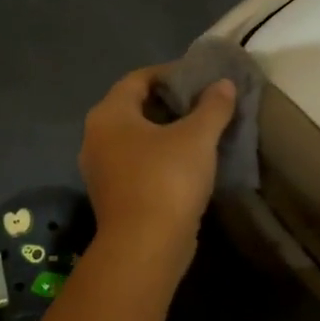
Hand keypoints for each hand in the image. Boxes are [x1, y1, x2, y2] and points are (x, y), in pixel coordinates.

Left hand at [80, 66, 234, 264]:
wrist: (145, 247)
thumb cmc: (167, 180)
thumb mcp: (197, 137)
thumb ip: (212, 106)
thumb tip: (223, 84)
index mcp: (109, 114)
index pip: (138, 78)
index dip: (169, 73)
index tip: (199, 77)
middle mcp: (96, 137)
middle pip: (134, 108)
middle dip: (169, 103)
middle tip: (203, 103)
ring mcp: (101, 169)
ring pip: (135, 139)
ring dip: (165, 132)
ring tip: (200, 131)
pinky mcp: (113, 196)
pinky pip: (137, 164)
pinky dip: (159, 157)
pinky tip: (187, 163)